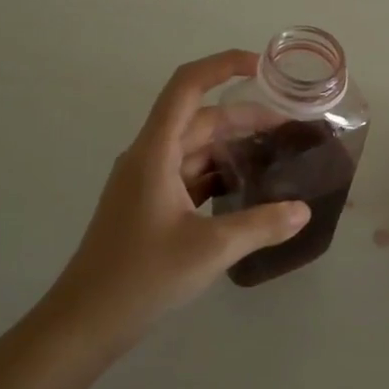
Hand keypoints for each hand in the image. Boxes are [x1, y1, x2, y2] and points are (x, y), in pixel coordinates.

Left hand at [45, 50, 309, 347]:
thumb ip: (261, 225)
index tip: (262, 66)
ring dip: (232, 146)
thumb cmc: (141, 277)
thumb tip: (303, 210)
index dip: (223, 66)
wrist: (85, 322)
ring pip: (195, 148)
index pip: (187, 86)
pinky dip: (218, 174)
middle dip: (244, 116)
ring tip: (277, 155)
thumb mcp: (210, 249)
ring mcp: (146, 182)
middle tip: (290, 128)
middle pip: (198, 118)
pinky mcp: (148, 206)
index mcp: (155, 151)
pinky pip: (189, 175)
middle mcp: (148, 157)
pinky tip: (248, 189)